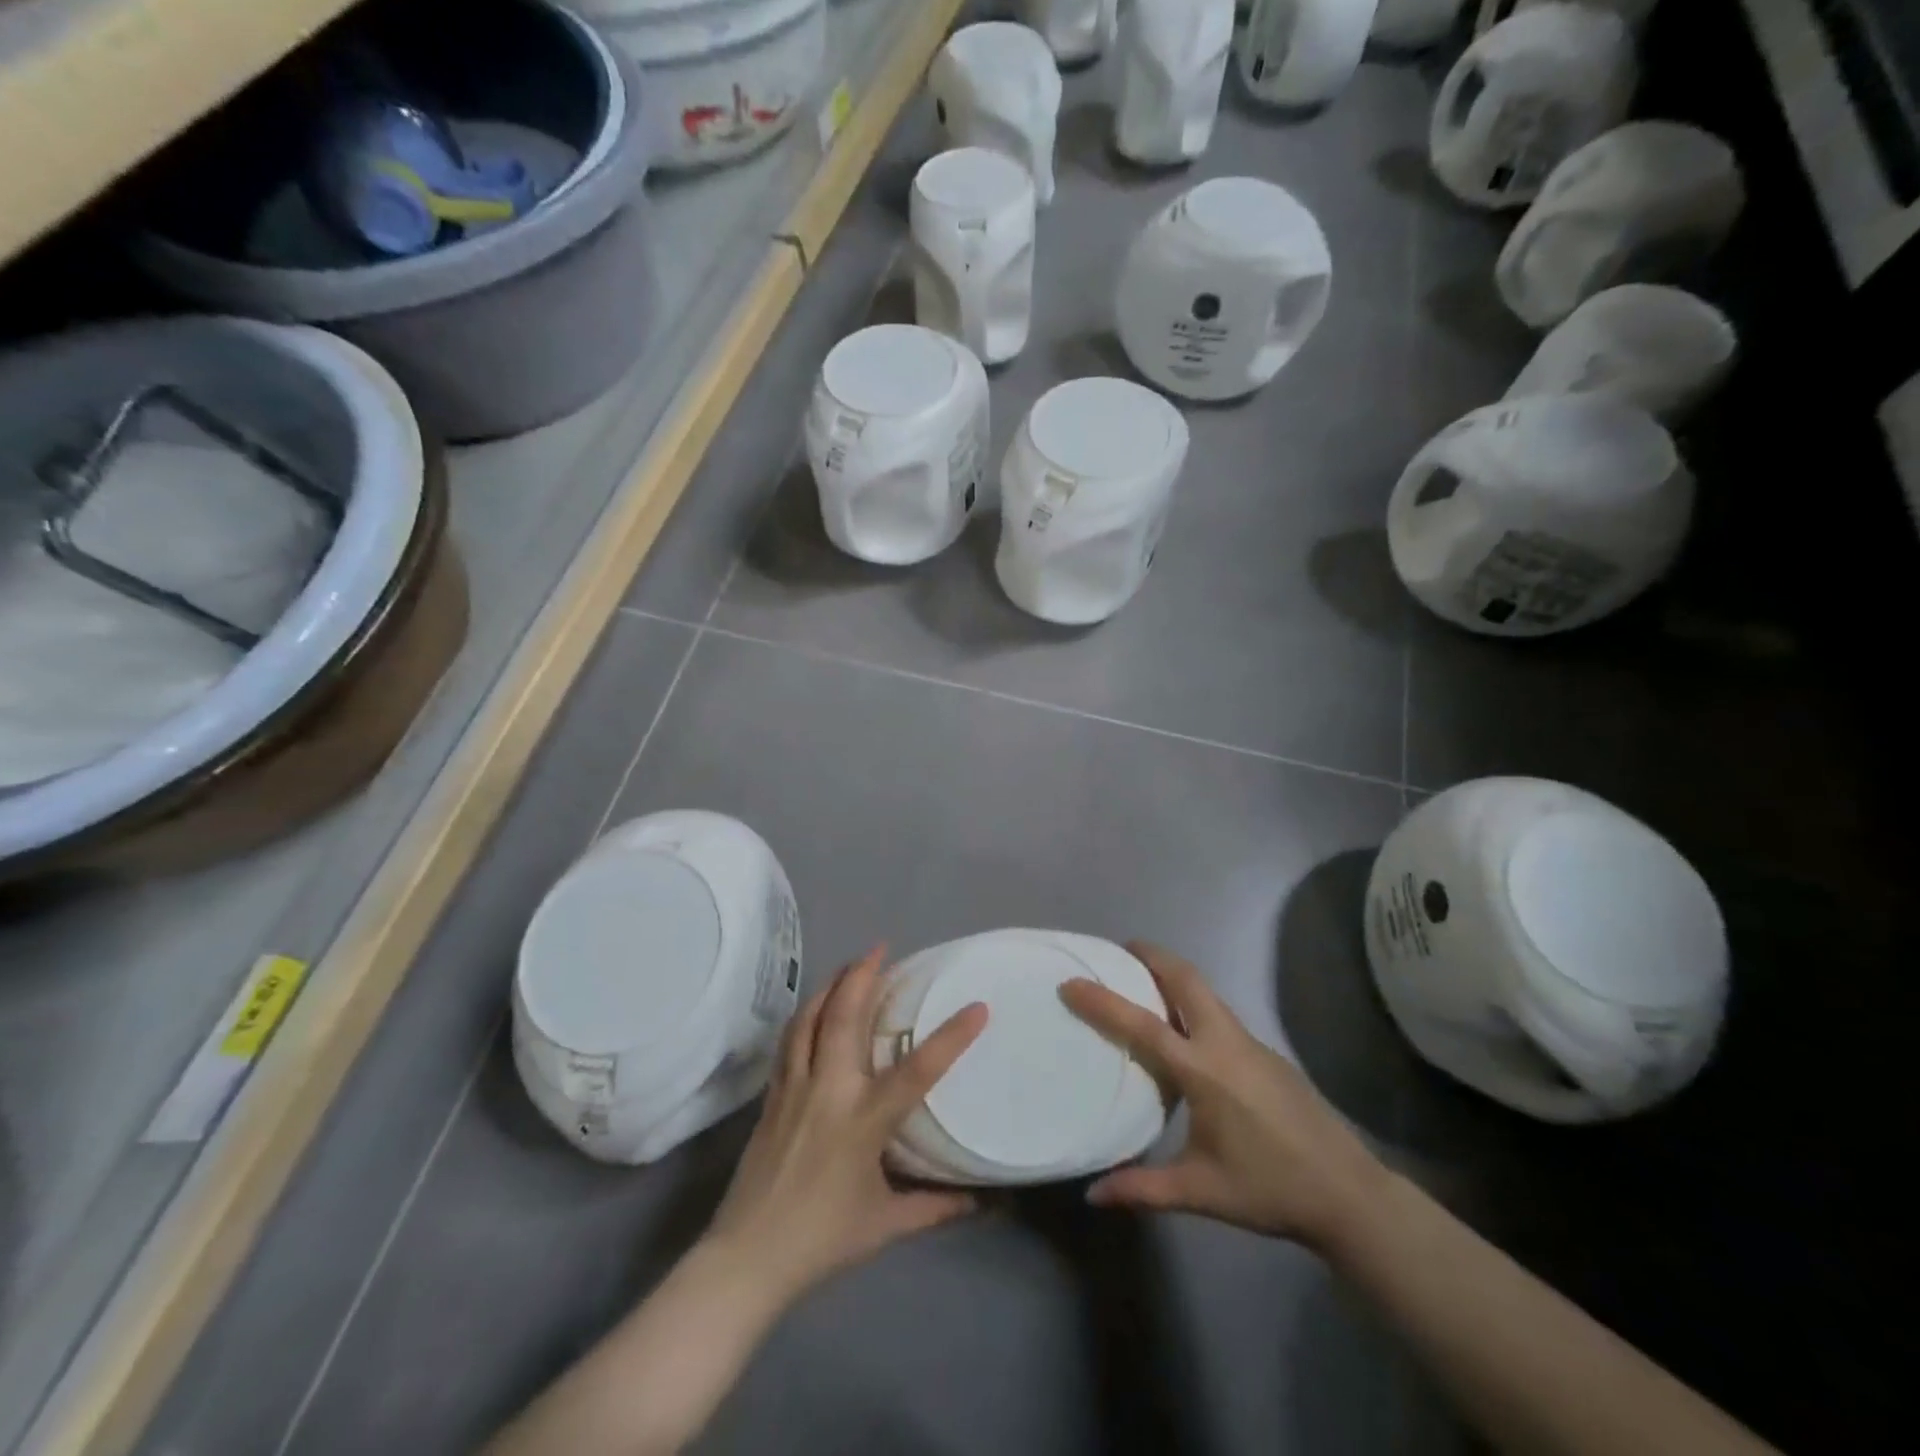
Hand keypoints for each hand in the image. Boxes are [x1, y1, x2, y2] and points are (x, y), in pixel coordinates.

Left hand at [704, 946, 988, 1302]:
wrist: (746, 1258)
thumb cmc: (822, 1240)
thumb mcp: (886, 1225)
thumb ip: (935, 1207)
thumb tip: (981, 1201)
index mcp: (864, 1122)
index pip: (916, 1071)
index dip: (950, 1037)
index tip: (977, 1007)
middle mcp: (829, 1092)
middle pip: (845, 1018)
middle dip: (863, 976)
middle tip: (881, 949)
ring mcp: (795, 1088)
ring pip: (811, 1019)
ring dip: (831, 986)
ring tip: (849, 966)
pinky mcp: (772, 1095)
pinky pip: (790, 1040)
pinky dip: (806, 1014)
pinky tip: (814, 1007)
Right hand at [1060, 943, 1387, 1251]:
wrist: (1349, 1194)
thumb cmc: (1269, 1189)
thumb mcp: (1200, 1192)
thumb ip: (1143, 1189)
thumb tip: (1091, 1195)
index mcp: (1203, 1071)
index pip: (1143, 1025)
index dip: (1103, 1001)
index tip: (1072, 981)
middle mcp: (1226, 1043)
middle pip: (1186, 979)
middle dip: (1153, 956)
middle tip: (1121, 950)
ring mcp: (1251, 1043)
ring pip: (1207, 992)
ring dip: (1174, 976)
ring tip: (1145, 983)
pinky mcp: (1267, 1053)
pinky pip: (1221, 1013)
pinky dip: (1194, 1003)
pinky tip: (1186, 1032)